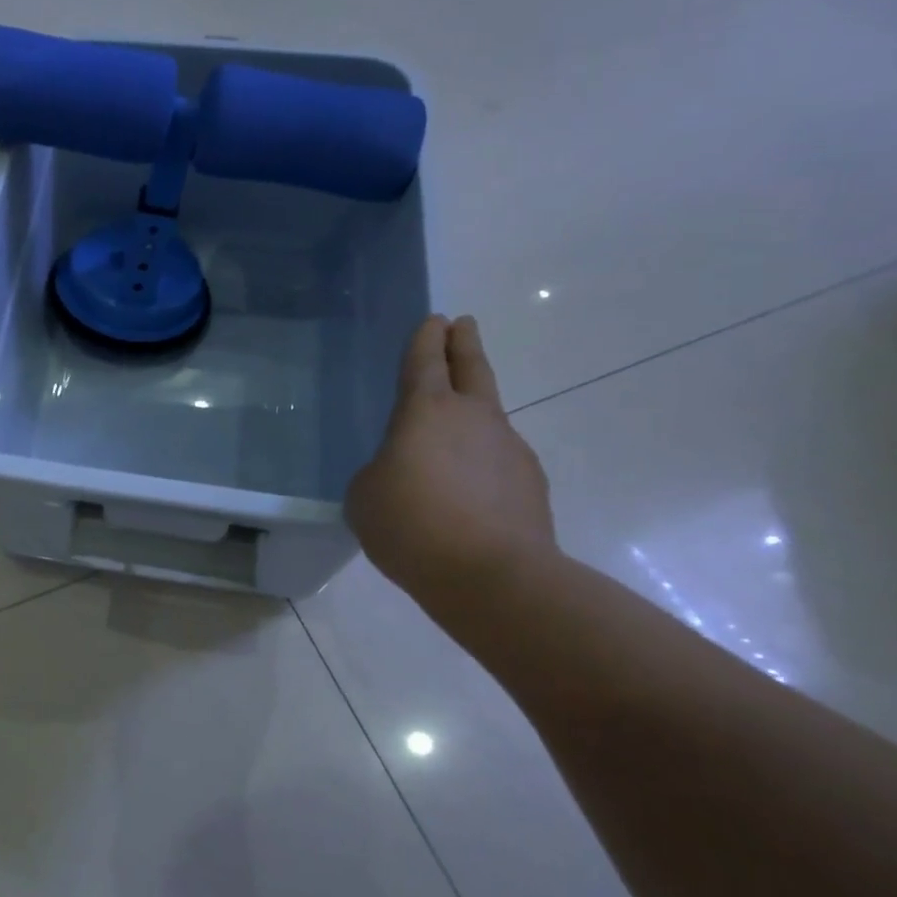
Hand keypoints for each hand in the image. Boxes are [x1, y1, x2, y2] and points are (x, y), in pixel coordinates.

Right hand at [345, 315, 556, 602]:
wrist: (491, 576)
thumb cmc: (411, 524)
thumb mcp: (365, 495)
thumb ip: (379, 471)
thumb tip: (402, 472)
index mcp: (425, 411)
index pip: (425, 361)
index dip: (426, 339)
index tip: (435, 320)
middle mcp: (473, 418)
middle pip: (472, 368)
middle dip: (464, 344)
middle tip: (463, 325)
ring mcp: (509, 448)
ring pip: (489, 416)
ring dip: (473, 411)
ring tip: (453, 431)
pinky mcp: (530, 483)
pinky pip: (498, 460)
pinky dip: (483, 462)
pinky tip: (469, 490)